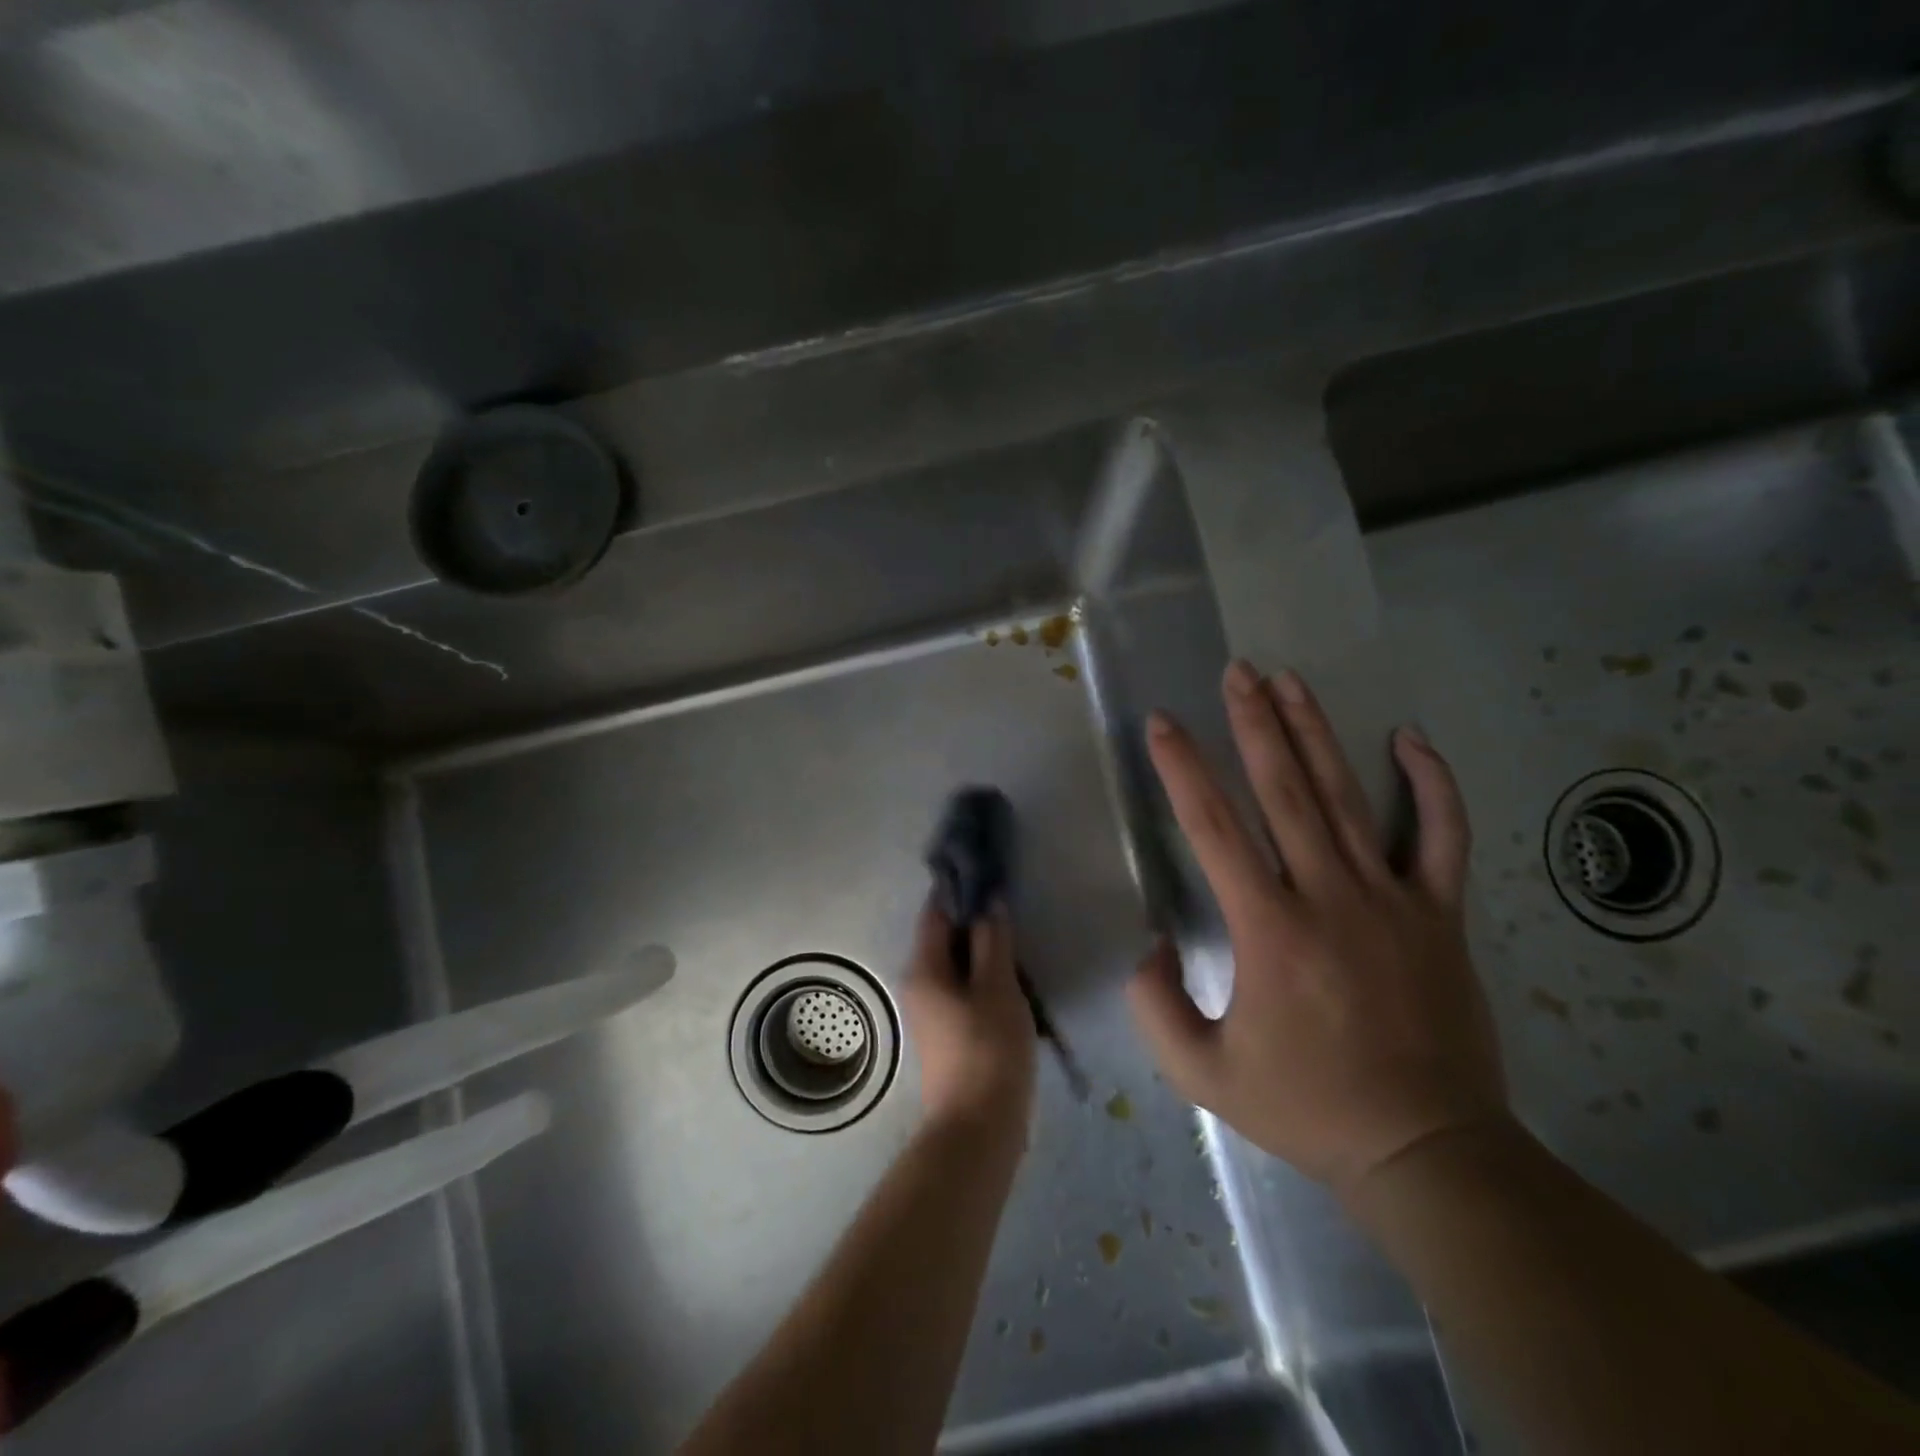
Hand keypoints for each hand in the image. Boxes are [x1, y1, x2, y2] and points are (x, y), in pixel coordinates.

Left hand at [900, 901, 1036, 1138]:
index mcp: (924, 968)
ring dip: (983, 951)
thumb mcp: (998, 988)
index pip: (936, 912)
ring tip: (1018, 939)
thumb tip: (989, 903)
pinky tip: (1013, 979)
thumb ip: (992, 942)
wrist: (978, 1129)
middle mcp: (918, 985)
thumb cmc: (989, 1050)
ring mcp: (931, 1012)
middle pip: (945, 938)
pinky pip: (963, 990)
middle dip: (975, 921)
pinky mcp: (947, 1033)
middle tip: (1011, 906)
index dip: (960, 890)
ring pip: (957, 966)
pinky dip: (984, 978)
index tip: (989, 873)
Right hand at [1127, 661, 1507, 1199]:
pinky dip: (1431, 784)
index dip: (1183, 769)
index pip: (1214, 828)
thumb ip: (1156, 1008)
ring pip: (1349, 797)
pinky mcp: (1440, 914)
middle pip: (1285, 791)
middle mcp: (1329, 896)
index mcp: (1269, 929)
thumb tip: (1150, 949)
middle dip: (1255, 724)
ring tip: (1290, 682)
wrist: (1426, 1150)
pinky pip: (1443, 836)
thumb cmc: (1307, 1107)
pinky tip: (1410, 738)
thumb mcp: (1202, 1074)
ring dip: (1316, 733)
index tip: (1163, 724)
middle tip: (1238, 673)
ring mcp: (1393, 899)